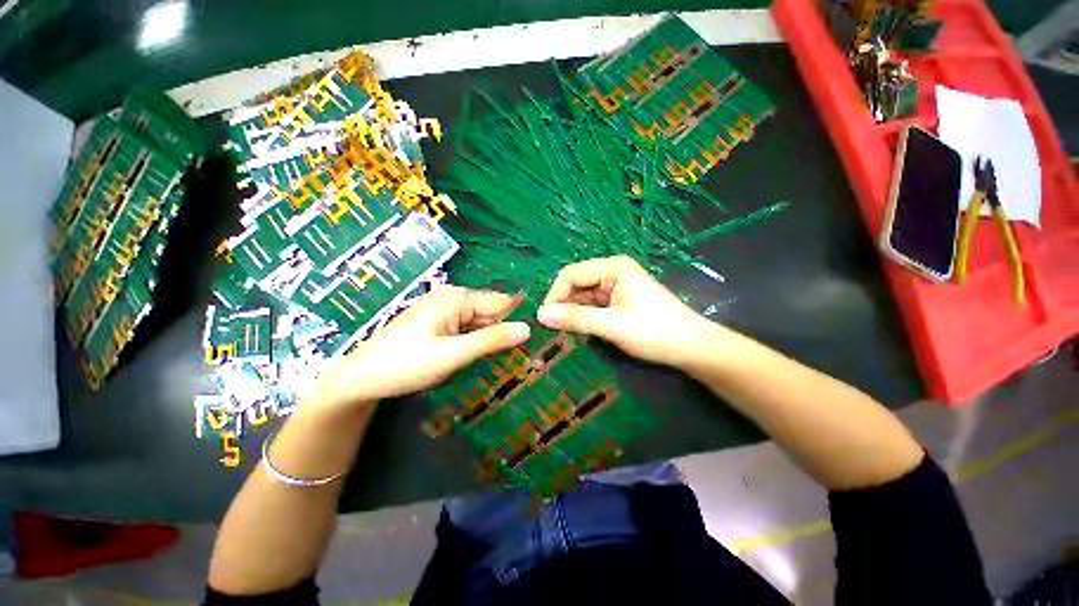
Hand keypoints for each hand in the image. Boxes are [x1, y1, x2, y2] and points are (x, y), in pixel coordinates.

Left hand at [311, 286, 529, 407]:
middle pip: (491, 312)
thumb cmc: (404, 365)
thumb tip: (528, 329)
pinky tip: (480, 356)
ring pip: (480, 322)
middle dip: (505, 332)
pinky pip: (467, 328)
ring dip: (491, 339)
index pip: (502, 303)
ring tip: (506, 359)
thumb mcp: (452, 355)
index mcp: (457, 298)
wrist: (360, 379)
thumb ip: (490, 341)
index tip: (536, 341)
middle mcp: (453, 297)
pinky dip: (476, 341)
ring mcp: (444, 309)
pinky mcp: (439, 321)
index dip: (518, 321)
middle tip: (523, 357)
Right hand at [538, 256, 714, 367]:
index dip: (555, 294)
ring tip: (561, 331)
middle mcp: (612, 272)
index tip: (545, 319)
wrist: (691, 347)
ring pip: (583, 295)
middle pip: (576, 283)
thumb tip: (540, 315)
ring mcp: (616, 286)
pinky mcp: (618, 301)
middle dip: (562, 303)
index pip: (571, 274)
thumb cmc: (654, 331)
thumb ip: (575, 318)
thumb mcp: (611, 325)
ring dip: (571, 311)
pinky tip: (577, 329)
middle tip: (551, 328)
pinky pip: (592, 305)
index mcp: (613, 267)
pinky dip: (583, 316)